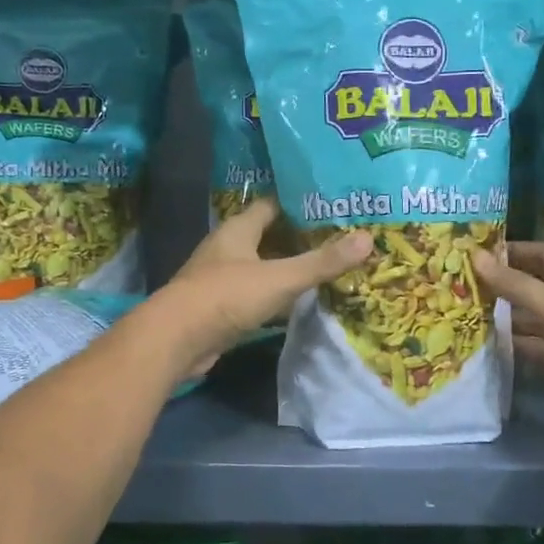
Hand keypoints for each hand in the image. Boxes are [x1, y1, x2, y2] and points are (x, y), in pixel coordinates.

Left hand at [147, 199, 372, 375]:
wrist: (176, 340)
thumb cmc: (226, 296)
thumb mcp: (280, 278)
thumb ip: (322, 262)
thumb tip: (367, 239)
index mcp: (238, 229)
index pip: (271, 206)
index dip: (298, 203)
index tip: (329, 204)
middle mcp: (227, 248)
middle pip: (267, 236)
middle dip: (297, 237)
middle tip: (335, 238)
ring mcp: (220, 279)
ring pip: (260, 266)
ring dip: (285, 268)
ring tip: (323, 268)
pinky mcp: (219, 307)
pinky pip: (254, 294)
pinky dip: (274, 295)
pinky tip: (296, 302)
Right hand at [472, 241, 543, 433]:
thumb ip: (519, 286)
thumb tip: (476, 258)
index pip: (542, 254)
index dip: (511, 251)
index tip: (473, 252)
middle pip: (533, 286)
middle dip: (501, 284)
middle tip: (459, 283)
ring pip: (530, 318)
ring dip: (502, 315)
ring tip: (462, 312)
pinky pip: (533, 346)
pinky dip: (512, 344)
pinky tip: (483, 342)